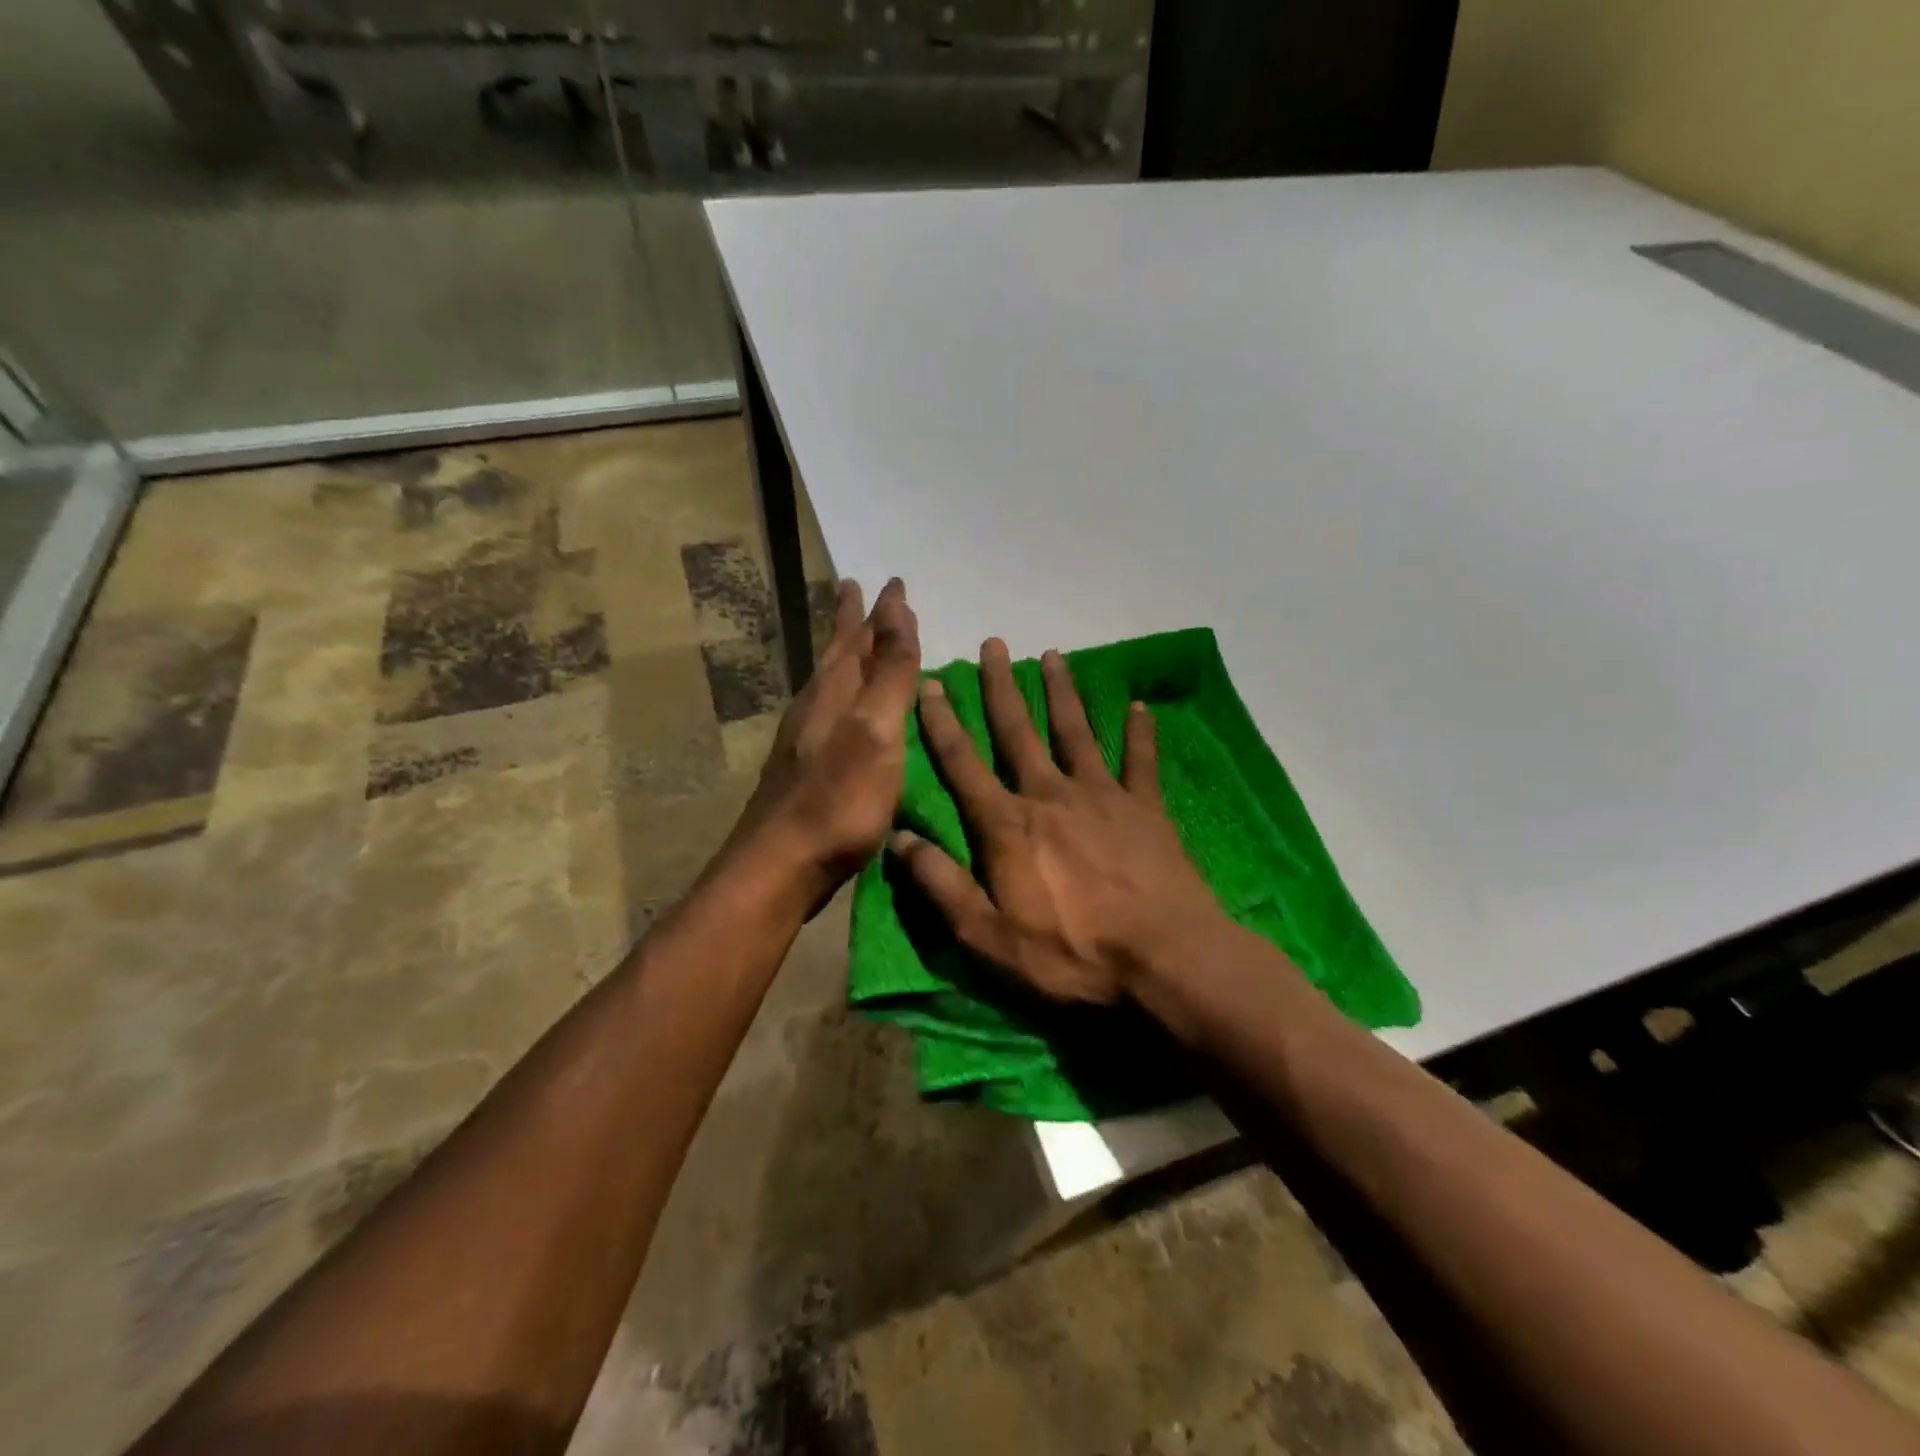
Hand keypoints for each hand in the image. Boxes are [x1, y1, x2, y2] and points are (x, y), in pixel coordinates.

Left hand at [729, 577, 920, 911]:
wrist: (780, 866)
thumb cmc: (838, 799)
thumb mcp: (876, 729)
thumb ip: (889, 670)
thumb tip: (894, 603)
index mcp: (836, 691)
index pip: (862, 636)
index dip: (881, 610)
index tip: (895, 582)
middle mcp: (815, 706)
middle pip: (837, 652)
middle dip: (851, 622)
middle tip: (856, 590)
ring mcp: (803, 739)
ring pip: (828, 681)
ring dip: (844, 655)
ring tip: (854, 639)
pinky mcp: (802, 769)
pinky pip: (827, 711)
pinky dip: (843, 695)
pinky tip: (843, 712)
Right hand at [892, 638, 1227, 1006]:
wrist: (1164, 959)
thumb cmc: (1071, 955)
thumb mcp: (989, 937)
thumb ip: (942, 886)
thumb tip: (899, 839)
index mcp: (1007, 825)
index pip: (964, 763)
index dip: (943, 722)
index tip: (931, 682)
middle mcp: (1050, 795)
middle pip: (1018, 731)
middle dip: (1002, 687)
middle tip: (994, 643)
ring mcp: (1102, 796)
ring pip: (1076, 731)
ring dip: (1063, 692)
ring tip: (1054, 654)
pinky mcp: (1146, 808)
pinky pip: (1141, 761)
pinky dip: (1140, 732)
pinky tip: (1139, 705)